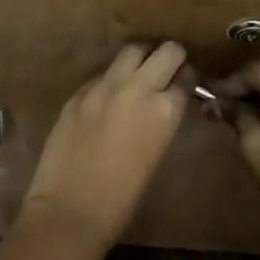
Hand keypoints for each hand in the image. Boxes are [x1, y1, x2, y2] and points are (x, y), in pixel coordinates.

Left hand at [21, 42, 188, 254]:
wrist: (71, 209)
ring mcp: (105, 86)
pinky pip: (103, 72)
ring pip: (132, 50)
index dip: (188, 78)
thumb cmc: (121, 200)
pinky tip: (110, 91)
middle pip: (165, 51)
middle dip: (172, 54)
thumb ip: (159, 122)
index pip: (186, 78)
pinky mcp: (80, 90)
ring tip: (141, 66)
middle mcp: (138, 89)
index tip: (186, 80)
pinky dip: (112, 76)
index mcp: (164, 113)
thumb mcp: (154, 156)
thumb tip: (160, 106)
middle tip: (170, 64)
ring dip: (142, 55)